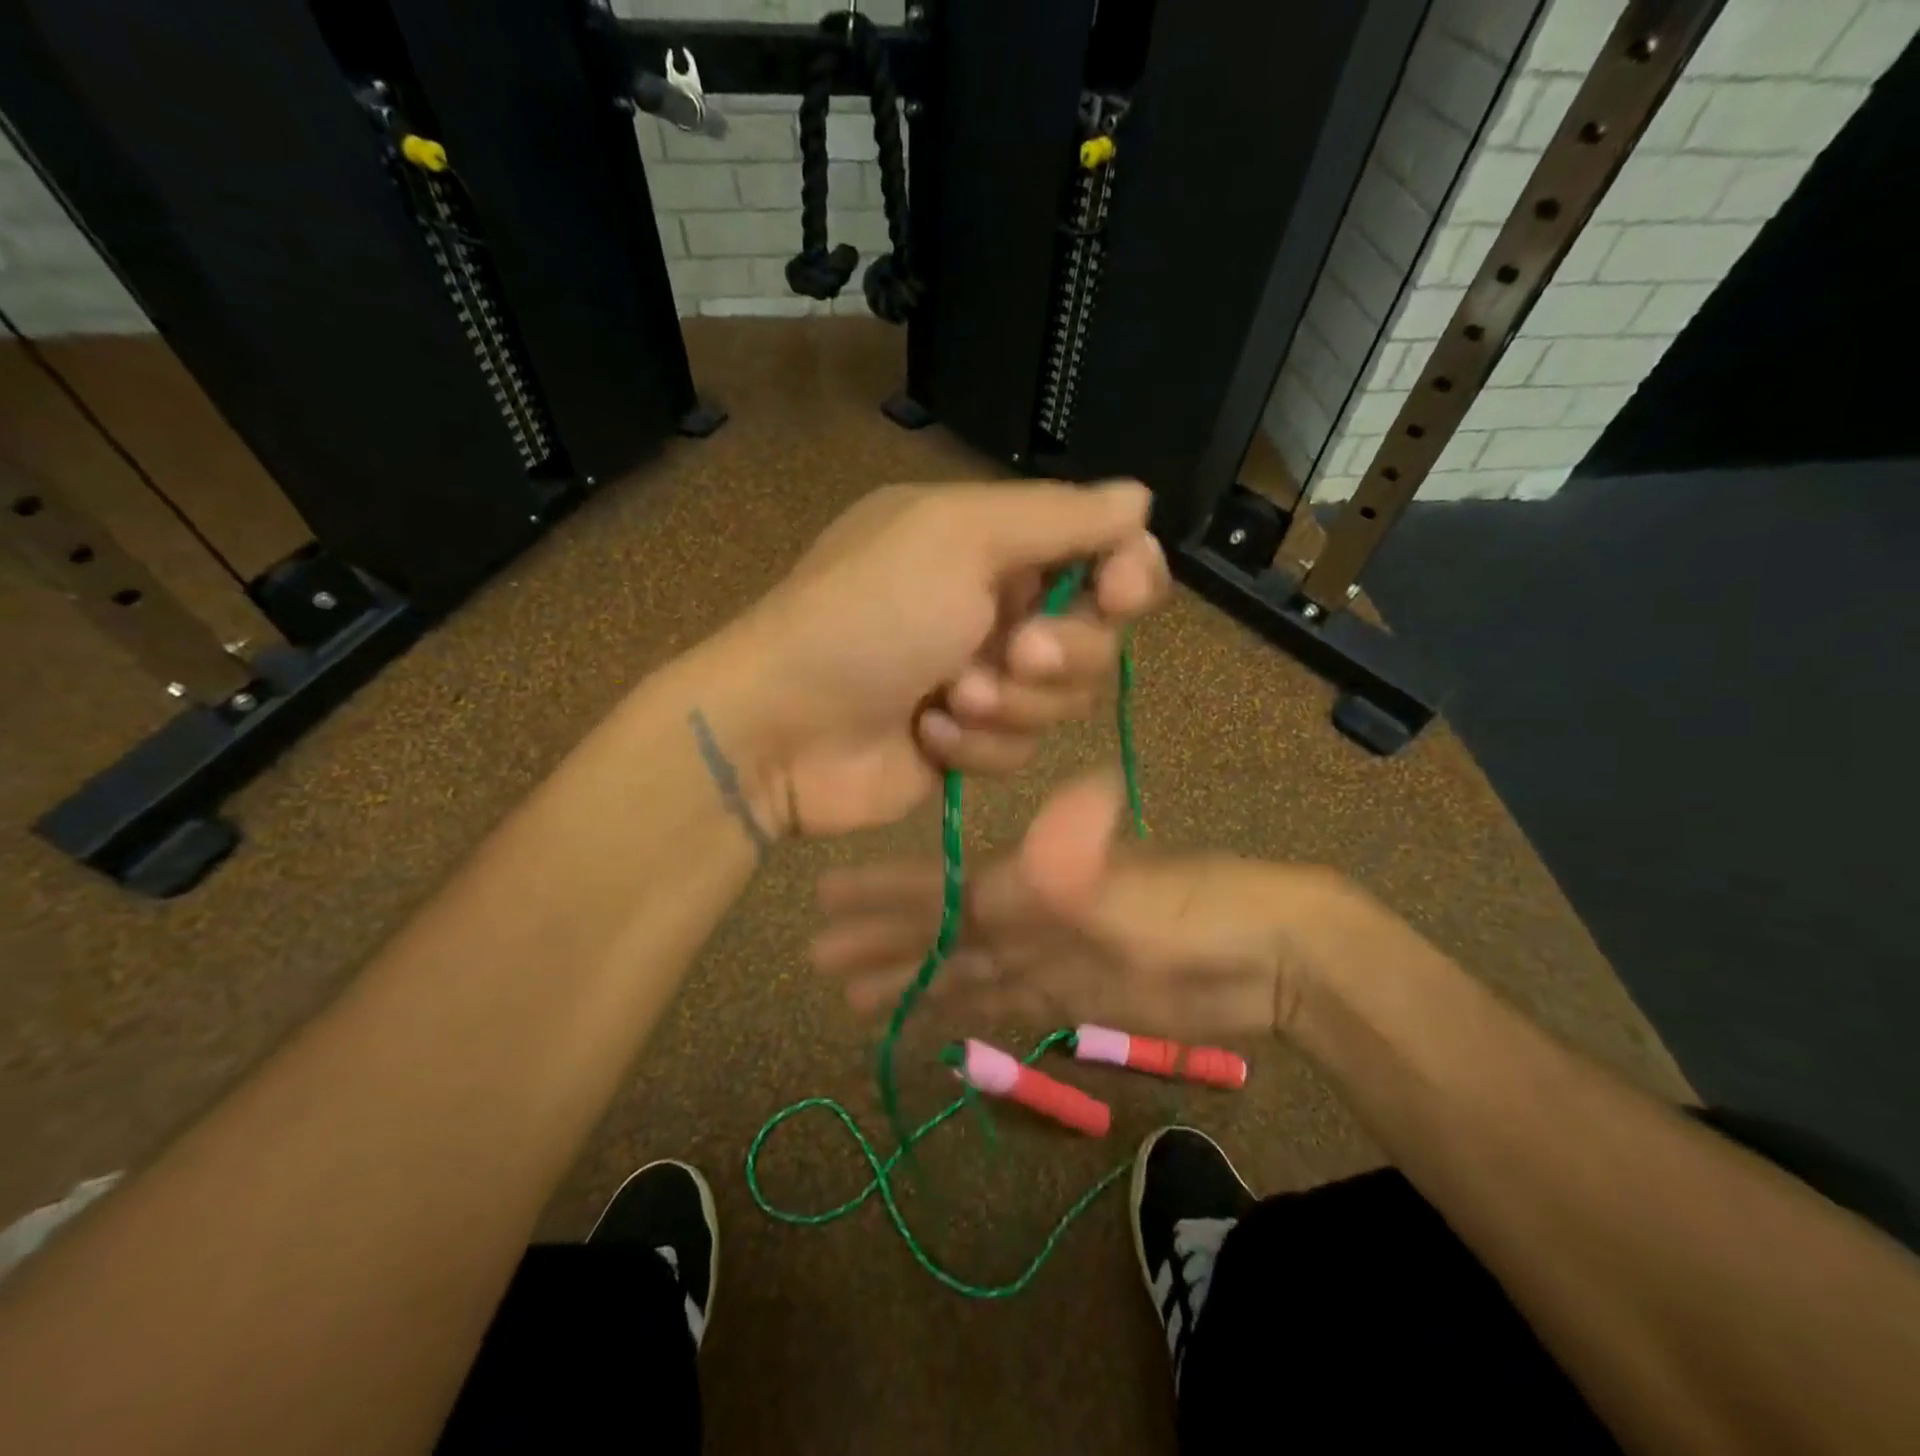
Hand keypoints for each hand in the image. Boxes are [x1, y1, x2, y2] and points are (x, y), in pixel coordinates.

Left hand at [718, 481, 1167, 837]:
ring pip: (1064, 701)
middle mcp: (996, 609)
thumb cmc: (869, 617)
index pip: (1101, 550)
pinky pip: (1021, 749)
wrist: (784, 728)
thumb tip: (1140, 498)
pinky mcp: (970, 745)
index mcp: (993, 544)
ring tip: (951, 699)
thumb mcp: (959, 538)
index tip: (1121, 593)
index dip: (1129, 573)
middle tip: (1013, 652)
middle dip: (1063, 652)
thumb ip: (1057, 517)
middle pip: (1097, 637)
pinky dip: (978, 746)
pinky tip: (928, 736)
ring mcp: (985, 680)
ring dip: (1013, 702)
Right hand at [812, 772, 1373, 1040]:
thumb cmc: (1197, 911)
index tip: (824, 897)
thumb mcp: (1131, 884)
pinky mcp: (1071, 1000)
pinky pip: (1000, 1005)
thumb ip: (1077, 857)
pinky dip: (963, 1013)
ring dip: (911, 982)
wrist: (1267, 957)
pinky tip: (932, 1021)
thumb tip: (1050, 796)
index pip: (936, 891)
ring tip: (855, 998)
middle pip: (937, 934)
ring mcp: (1045, 960)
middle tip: (818, 959)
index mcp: (1025, 885)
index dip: (881, 896)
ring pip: (961, 972)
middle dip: (880, 943)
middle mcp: (1024, 917)